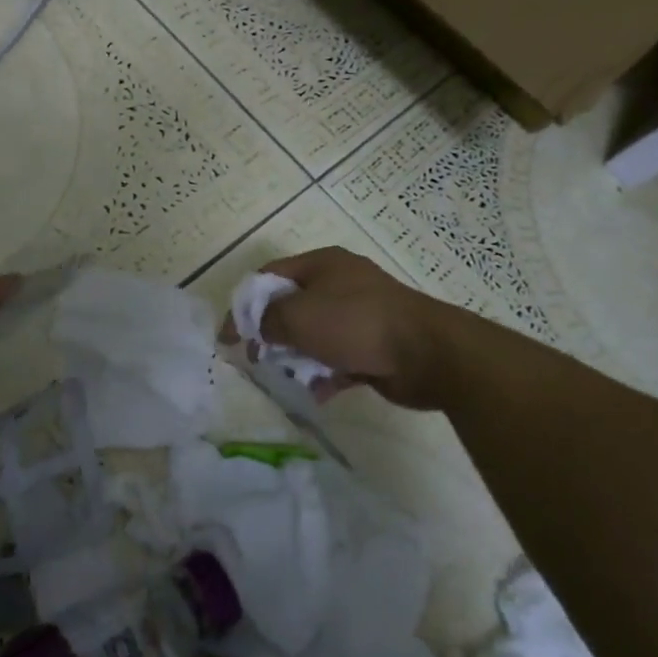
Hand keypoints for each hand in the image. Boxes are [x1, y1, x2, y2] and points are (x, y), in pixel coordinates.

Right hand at [221, 247, 454, 409]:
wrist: (428, 353)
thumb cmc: (355, 323)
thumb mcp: (299, 315)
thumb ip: (267, 319)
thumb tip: (257, 327)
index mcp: (322, 264)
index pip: (269, 277)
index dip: (244, 304)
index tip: (229, 335)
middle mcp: (340, 284)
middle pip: (292, 306)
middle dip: (272, 334)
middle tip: (257, 358)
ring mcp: (360, 314)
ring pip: (315, 335)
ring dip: (299, 357)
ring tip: (290, 377)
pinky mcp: (374, 345)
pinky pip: (339, 358)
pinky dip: (326, 373)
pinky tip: (320, 392)